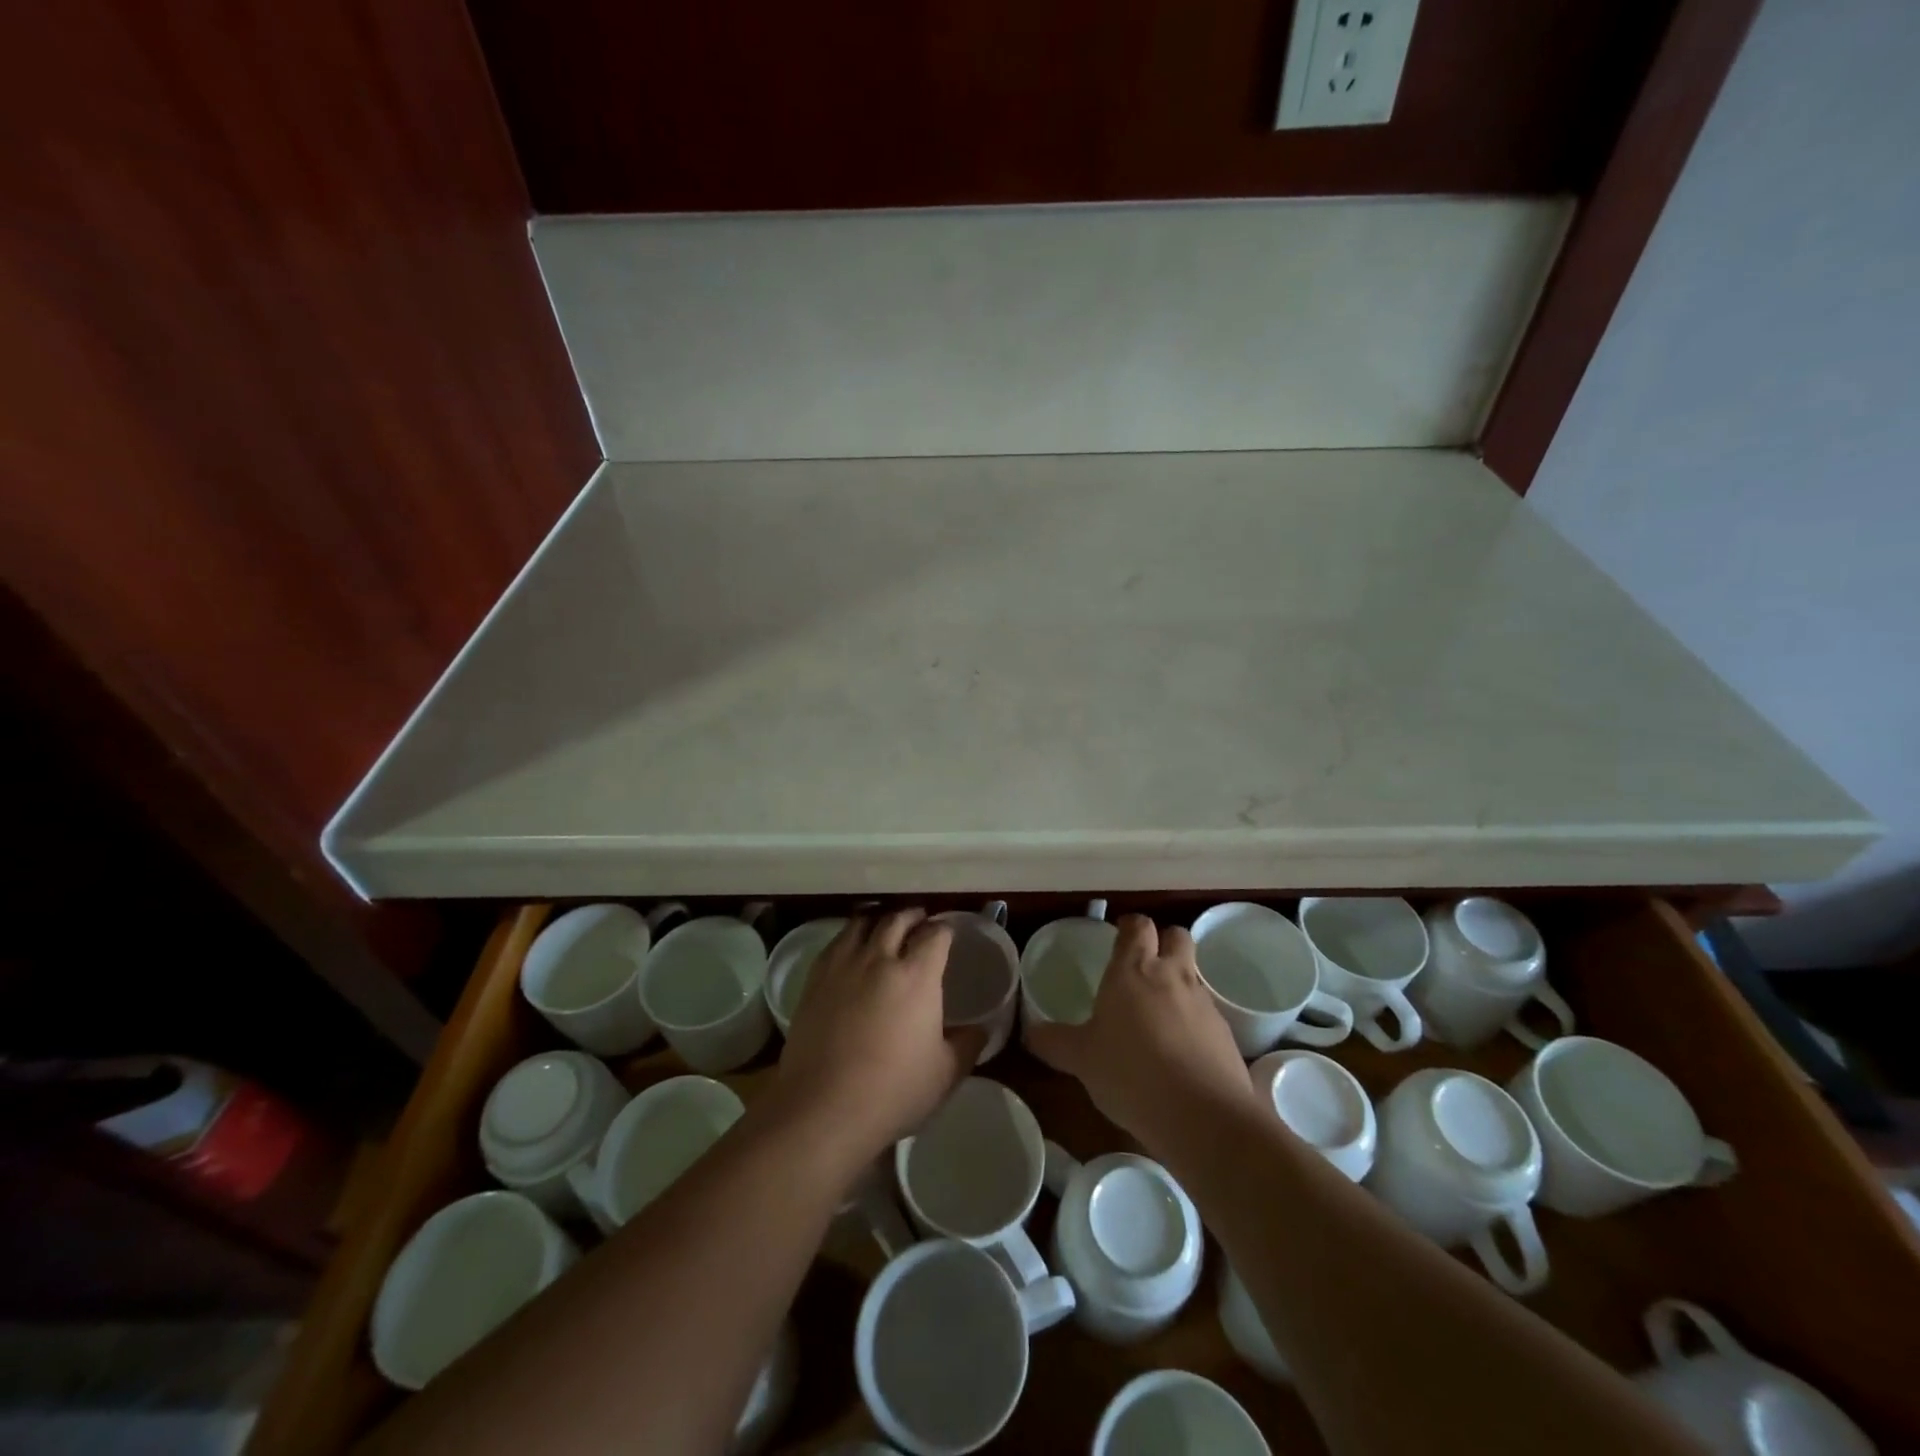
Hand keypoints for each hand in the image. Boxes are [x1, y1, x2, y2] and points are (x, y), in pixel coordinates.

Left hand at [774, 909, 985, 1164]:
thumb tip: (981, 1029)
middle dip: (913, 915)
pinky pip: (836, 942)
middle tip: (920, 921)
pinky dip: (850, 935)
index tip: (948, 934)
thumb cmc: (893, 1091)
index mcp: (917, 975)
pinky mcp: (815, 979)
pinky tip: (852, 948)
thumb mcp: (945, 1074)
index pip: (935, 934)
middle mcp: (880, 958)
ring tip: (885, 925)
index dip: (945, 930)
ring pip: (862, 922)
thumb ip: (968, 1045)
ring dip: (879, 918)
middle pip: (897, 918)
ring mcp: (843, 965)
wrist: (823, 1107)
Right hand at [1026, 915, 1256, 1158]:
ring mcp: (1203, 1003)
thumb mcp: (1081, 1059)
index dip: (1129, 926)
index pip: (1137, 926)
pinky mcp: (1225, 1034)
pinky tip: (1180, 1051)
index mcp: (1133, 970)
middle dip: (1164, 941)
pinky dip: (1194, 1021)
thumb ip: (1054, 1042)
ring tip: (1158, 1014)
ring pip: (1194, 974)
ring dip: (1179, 982)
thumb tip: (1029, 1032)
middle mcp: (1171, 975)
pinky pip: (1207, 1014)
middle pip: (1177, 935)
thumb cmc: (1130, 1073)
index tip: (1119, 934)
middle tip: (1145, 964)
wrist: (1202, 1116)